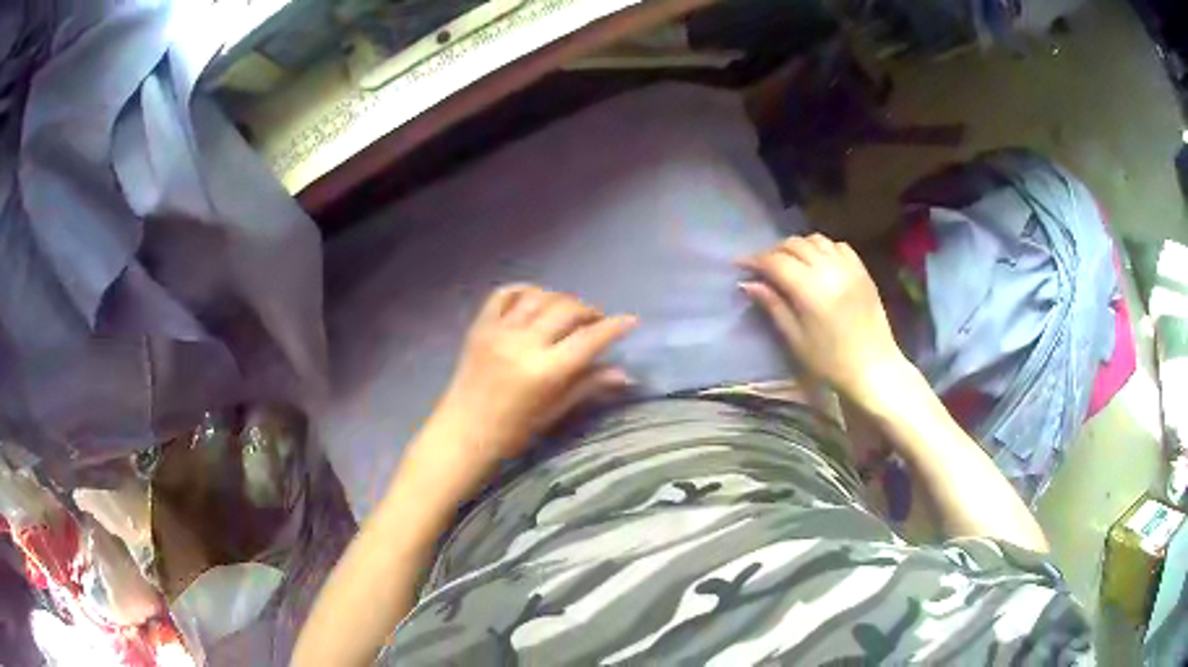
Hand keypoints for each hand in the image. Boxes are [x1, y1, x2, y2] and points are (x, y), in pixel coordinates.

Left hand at [428, 284, 636, 469]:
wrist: (463, 432)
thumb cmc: (512, 432)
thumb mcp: (554, 412)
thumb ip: (587, 386)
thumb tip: (624, 373)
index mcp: (544, 371)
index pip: (588, 339)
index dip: (614, 326)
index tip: (631, 320)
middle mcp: (523, 344)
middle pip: (567, 310)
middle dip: (589, 311)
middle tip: (596, 322)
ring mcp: (499, 331)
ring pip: (539, 297)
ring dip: (560, 299)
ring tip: (568, 312)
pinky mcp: (480, 325)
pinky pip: (504, 294)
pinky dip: (524, 290)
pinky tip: (536, 299)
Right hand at [740, 234, 911, 411]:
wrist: (874, 369)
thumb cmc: (831, 362)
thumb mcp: (796, 338)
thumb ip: (773, 305)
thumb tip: (748, 283)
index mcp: (810, 289)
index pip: (775, 261)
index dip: (754, 260)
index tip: (739, 265)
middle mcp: (830, 269)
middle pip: (794, 245)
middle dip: (774, 252)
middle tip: (762, 267)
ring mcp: (849, 267)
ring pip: (816, 240)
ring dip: (798, 246)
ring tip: (789, 262)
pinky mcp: (862, 271)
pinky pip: (838, 246)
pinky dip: (823, 248)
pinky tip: (818, 262)